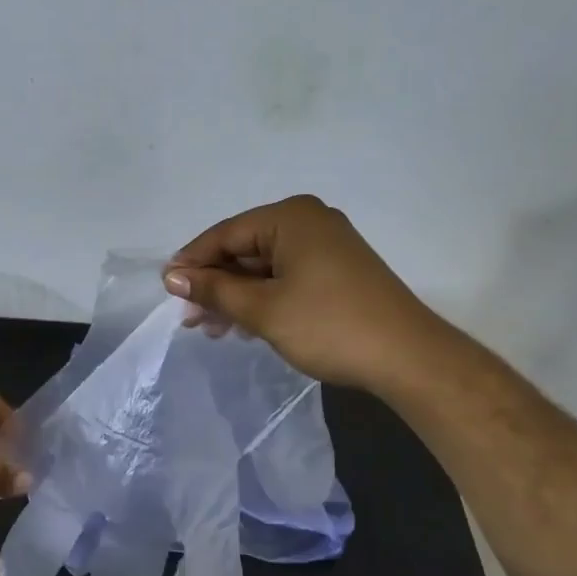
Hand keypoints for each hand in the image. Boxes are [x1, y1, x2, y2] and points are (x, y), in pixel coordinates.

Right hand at [162, 194, 437, 390]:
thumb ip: (214, 290)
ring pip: (264, 266)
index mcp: (290, 217)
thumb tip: (172, 277)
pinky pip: (286, 277)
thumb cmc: (328, 325)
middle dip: (215, 284)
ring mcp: (327, 246)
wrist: (408, 358)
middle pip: (245, 249)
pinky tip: (244, 325)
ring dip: (236, 296)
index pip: (226, 234)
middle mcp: (308, 221)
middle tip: (190, 318)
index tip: (167, 289)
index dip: (192, 262)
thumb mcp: (262, 309)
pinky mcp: (337, 271)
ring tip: (212, 329)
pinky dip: (263, 298)